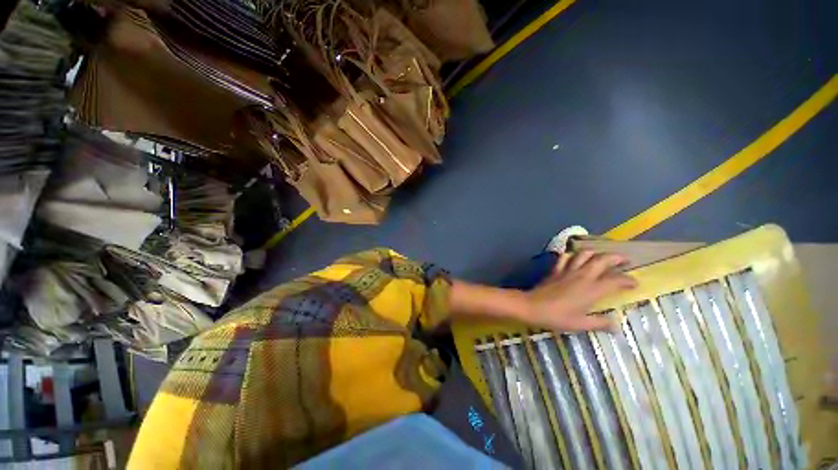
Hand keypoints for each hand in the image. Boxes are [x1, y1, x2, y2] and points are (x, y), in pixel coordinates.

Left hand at [522, 250, 636, 331]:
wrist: (532, 306)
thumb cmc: (558, 317)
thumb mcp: (581, 324)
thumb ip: (600, 323)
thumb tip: (617, 326)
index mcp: (592, 289)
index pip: (616, 280)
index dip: (628, 280)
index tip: (635, 283)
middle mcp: (582, 276)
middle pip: (602, 259)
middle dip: (616, 257)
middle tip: (625, 260)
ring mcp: (567, 270)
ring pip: (584, 254)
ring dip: (595, 253)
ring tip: (601, 257)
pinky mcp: (555, 269)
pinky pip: (565, 257)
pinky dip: (572, 255)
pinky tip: (574, 258)